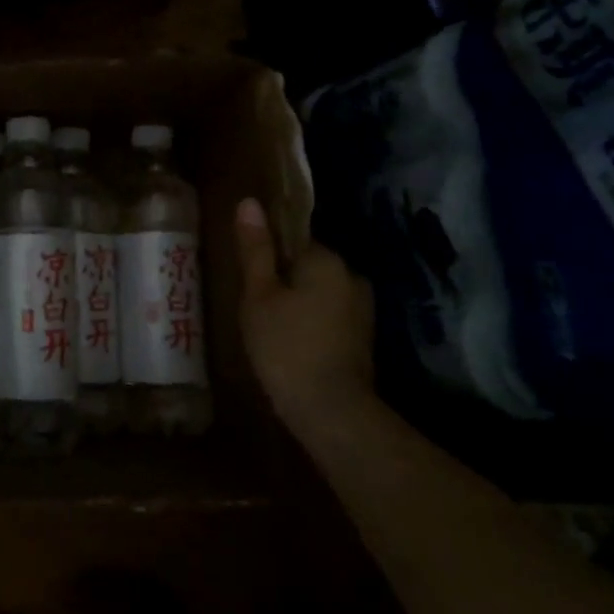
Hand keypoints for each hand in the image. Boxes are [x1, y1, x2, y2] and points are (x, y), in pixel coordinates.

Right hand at [232, 198, 376, 442]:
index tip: (250, 281)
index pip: (293, 240)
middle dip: (283, 281)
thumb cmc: (286, 346)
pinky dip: (312, 324)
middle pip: (307, 266)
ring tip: (270, 330)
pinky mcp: (364, 337)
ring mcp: (362, 309)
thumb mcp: (259, 295)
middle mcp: (352, 276)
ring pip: (319, 292)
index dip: (267, 258)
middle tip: (255, 308)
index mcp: (326, 260)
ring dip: (298, 304)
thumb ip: (256, 249)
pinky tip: (292, 346)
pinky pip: (330, 316)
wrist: (331, 412)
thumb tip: (249, 202)